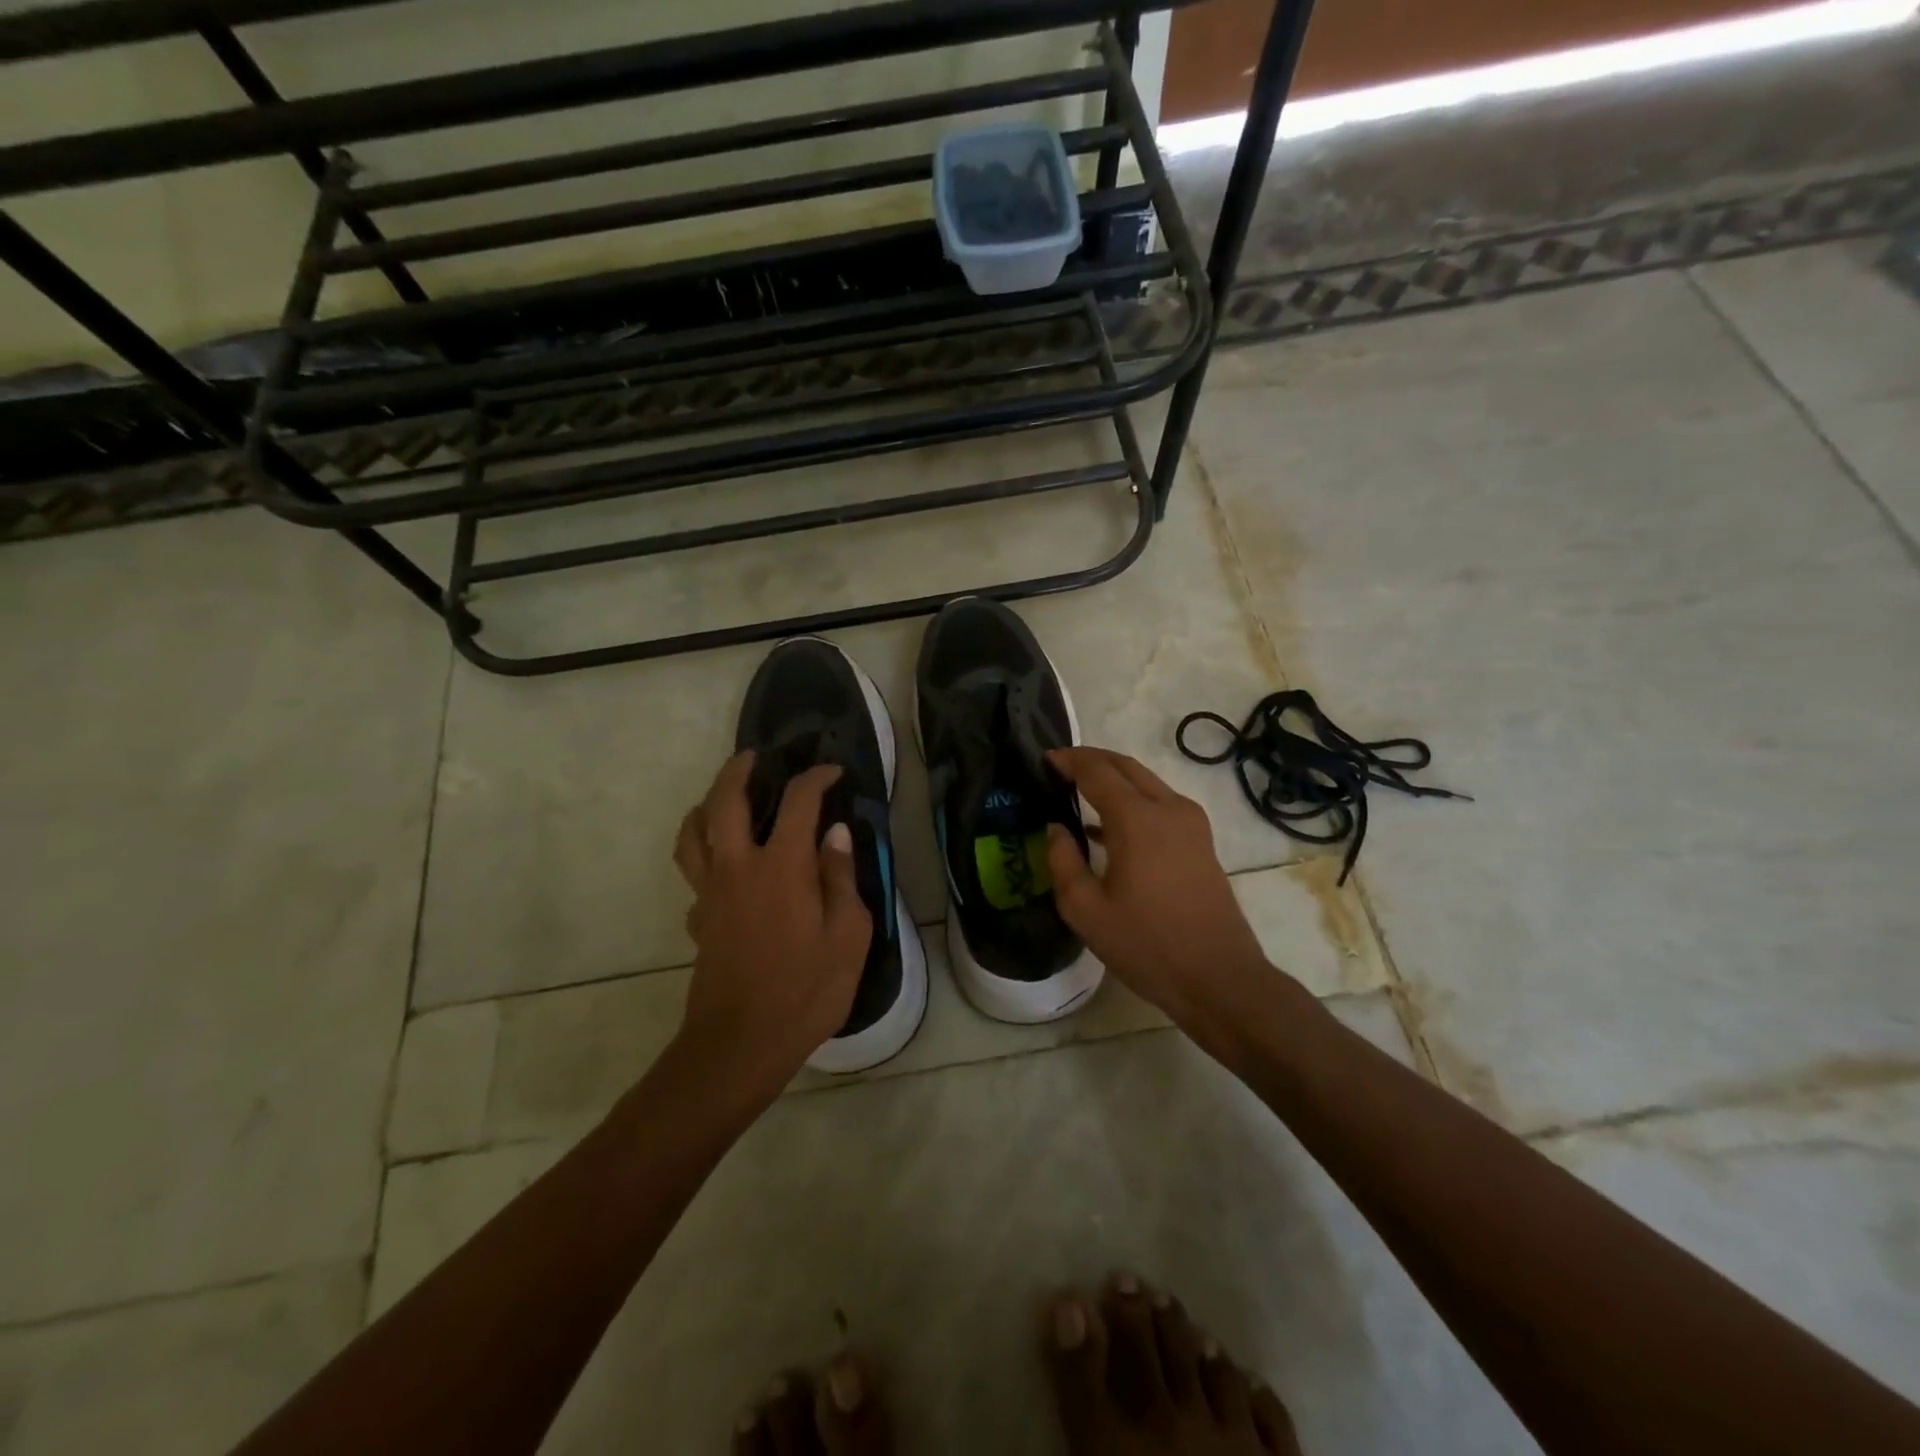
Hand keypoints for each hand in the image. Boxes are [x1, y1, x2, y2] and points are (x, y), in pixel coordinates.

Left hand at [672, 751, 871, 1103]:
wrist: (740, 1045)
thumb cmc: (806, 990)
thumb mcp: (848, 935)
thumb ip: (841, 878)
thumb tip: (835, 834)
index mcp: (781, 866)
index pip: (797, 802)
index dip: (816, 778)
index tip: (832, 772)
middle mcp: (738, 868)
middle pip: (725, 802)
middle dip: (738, 770)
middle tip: (754, 757)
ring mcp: (711, 894)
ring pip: (693, 834)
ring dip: (705, 805)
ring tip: (721, 798)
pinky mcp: (699, 920)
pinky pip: (694, 874)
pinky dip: (705, 857)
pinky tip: (724, 869)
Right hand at [1045, 747, 1287, 1047]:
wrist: (1220, 978)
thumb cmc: (1147, 945)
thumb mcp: (1086, 911)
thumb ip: (1063, 862)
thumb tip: (1057, 829)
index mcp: (1137, 819)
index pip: (1096, 770)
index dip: (1068, 760)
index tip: (1043, 760)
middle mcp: (1168, 808)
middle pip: (1125, 766)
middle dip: (1091, 760)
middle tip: (1059, 768)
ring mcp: (1191, 823)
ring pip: (1146, 782)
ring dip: (1113, 778)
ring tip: (1078, 790)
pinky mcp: (1201, 841)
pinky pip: (1161, 803)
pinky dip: (1133, 800)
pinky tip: (1107, 828)